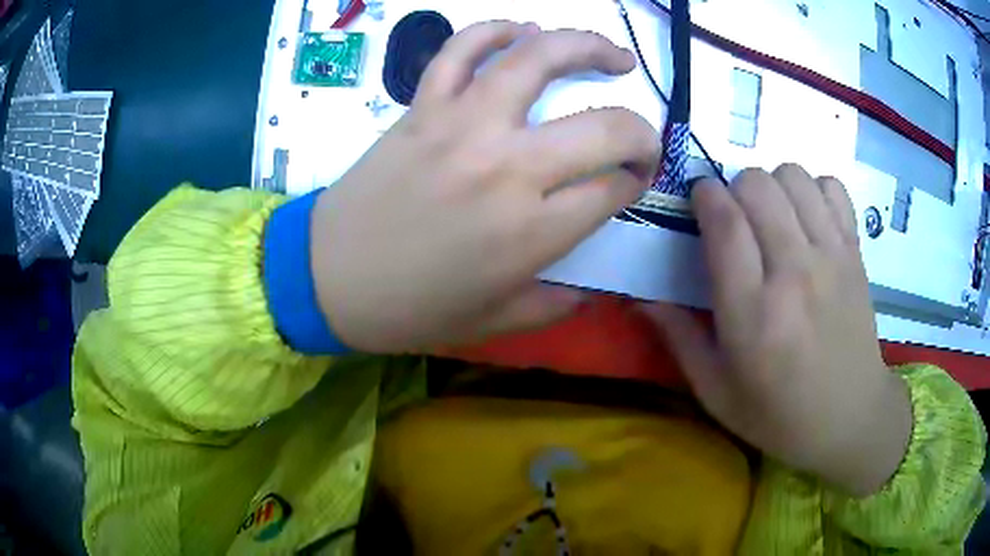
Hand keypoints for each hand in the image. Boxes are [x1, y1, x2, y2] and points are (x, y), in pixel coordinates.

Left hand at [311, 22, 659, 352]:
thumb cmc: (410, 309)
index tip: (631, 184)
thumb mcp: (494, 321)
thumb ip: (553, 304)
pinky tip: (522, 32)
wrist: (328, 279)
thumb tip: (589, 290)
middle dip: (641, 131)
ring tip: (613, 56)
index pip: (613, 189)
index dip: (634, 183)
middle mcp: (508, 166)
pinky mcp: (423, 106)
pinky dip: (495, 30)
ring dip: (587, 47)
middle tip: (642, 138)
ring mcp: (462, 124)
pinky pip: (462, 49)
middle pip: (604, 127)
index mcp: (532, 231)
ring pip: (537, 59)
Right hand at [642, 164, 911, 496]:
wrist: (849, 417)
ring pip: (794, 176)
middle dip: (735, 187)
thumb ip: (679, 339)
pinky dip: (815, 190)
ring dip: (773, 184)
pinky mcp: (855, 253)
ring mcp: (831, 257)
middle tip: (736, 216)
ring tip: (773, 215)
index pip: (724, 222)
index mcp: (753, 313)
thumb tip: (641, 298)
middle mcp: (794, 273)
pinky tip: (809, 218)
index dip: (704, 195)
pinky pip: (833, 188)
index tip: (699, 200)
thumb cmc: (778, 414)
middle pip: (757, 185)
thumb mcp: (716, 392)